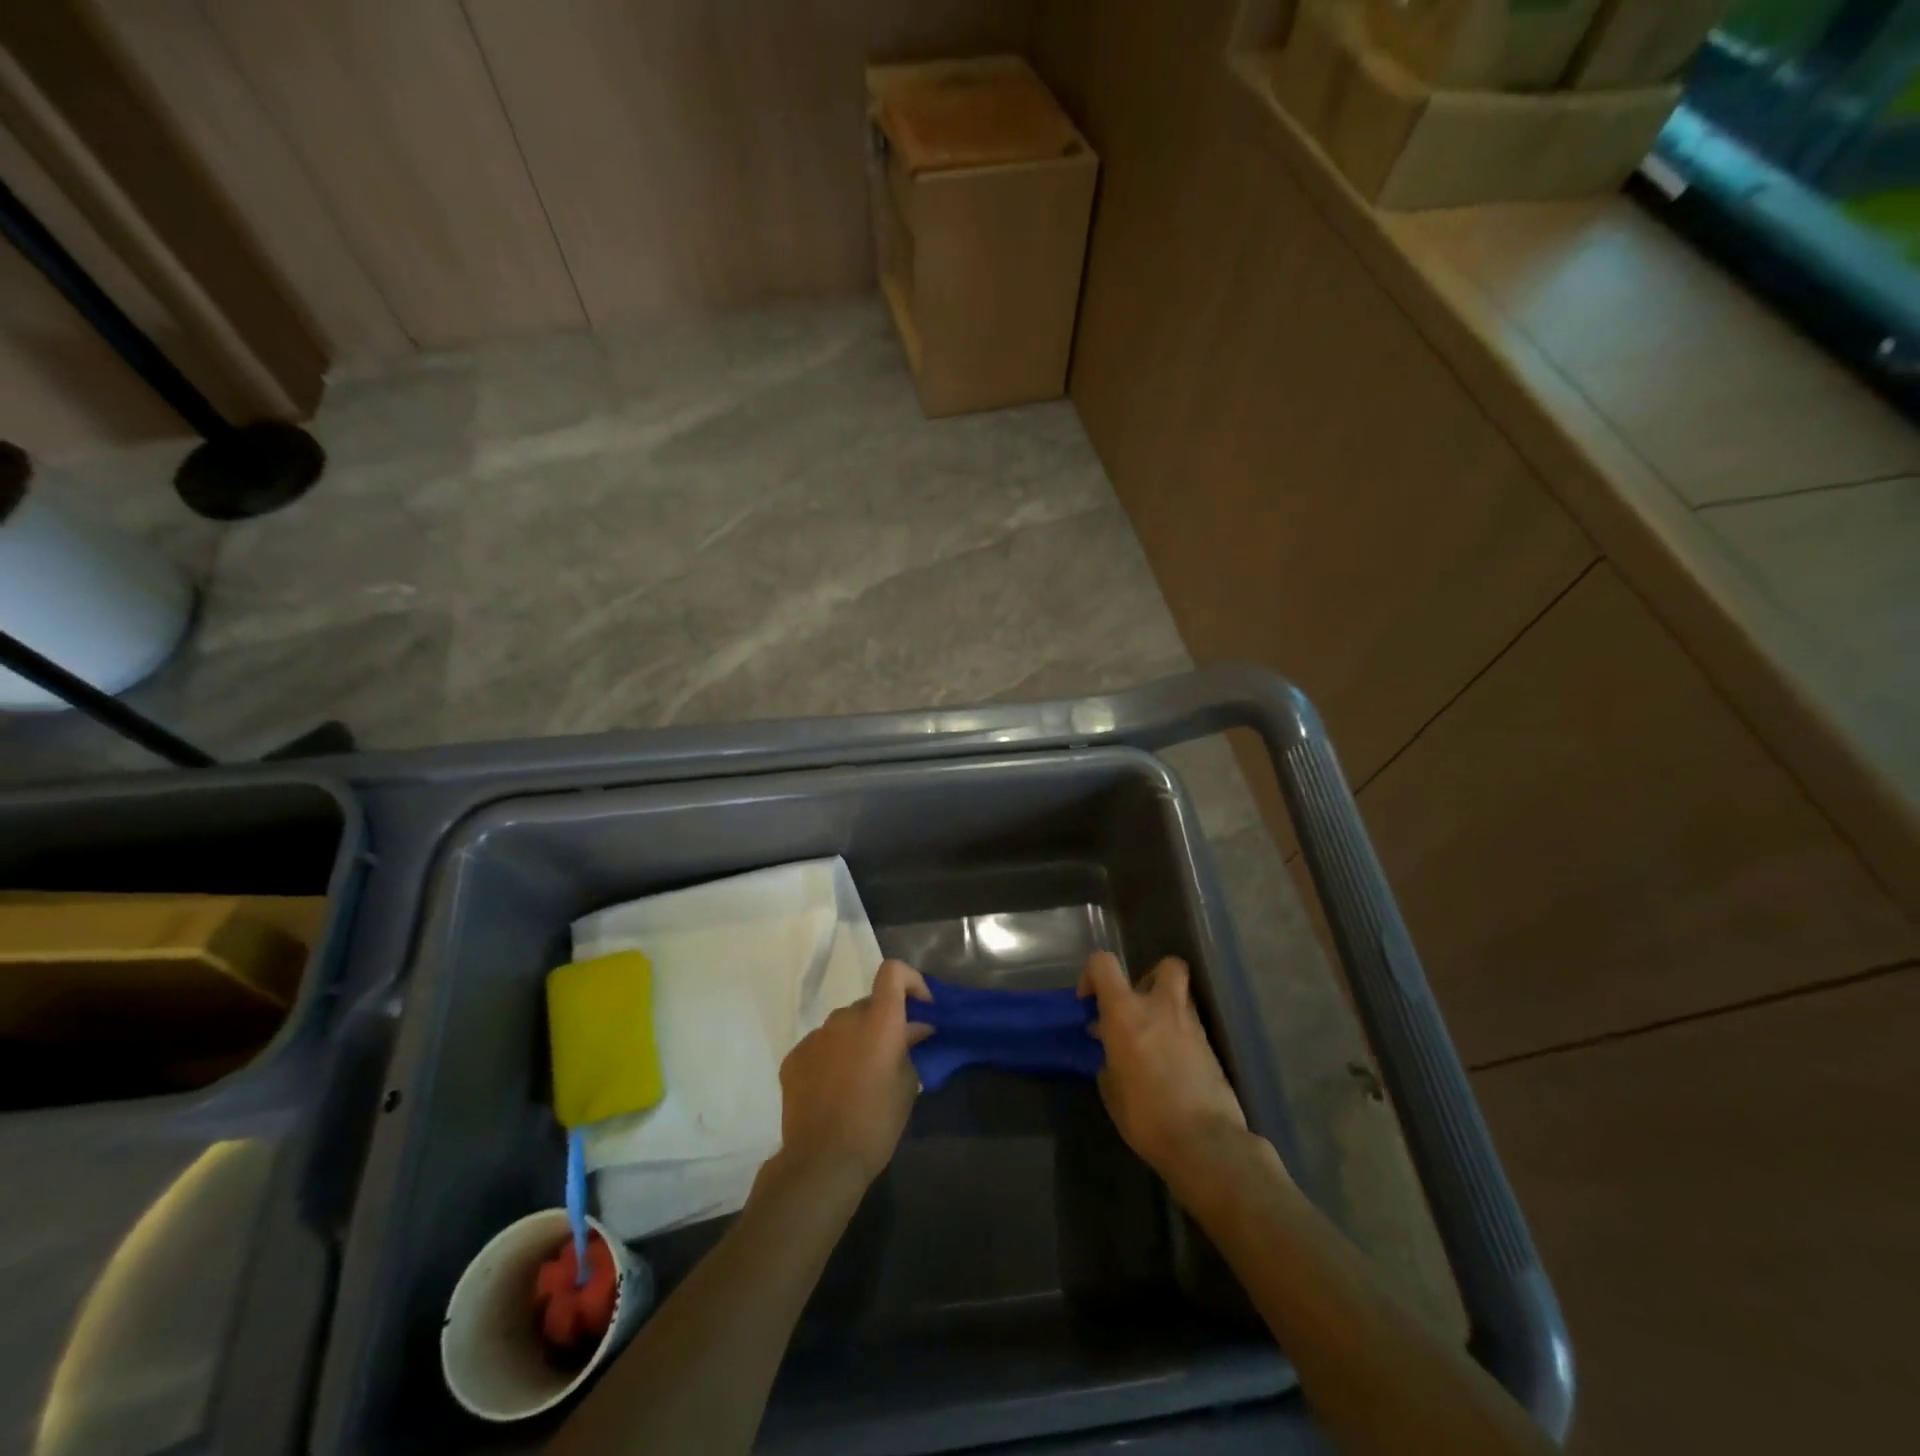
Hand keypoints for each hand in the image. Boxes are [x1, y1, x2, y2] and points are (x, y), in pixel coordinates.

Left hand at [774, 959, 932, 1185]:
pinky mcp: (794, 1057)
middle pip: (869, 1004)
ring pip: (844, 1025)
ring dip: (857, 1039)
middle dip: (884, 1021)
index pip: (893, 972)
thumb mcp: (907, 1086)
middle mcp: (845, 1018)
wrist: (821, 1161)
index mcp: (878, 1021)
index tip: (921, 1007)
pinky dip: (832, 1056)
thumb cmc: (875, 1124)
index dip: (910, 981)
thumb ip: (910, 1048)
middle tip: (893, 1053)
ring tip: (861, 1075)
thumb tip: (915, 1029)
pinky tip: (834, 1088)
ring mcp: (815, 1036)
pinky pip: (821, 1045)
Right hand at [1079, 952, 1247, 1178]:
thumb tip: (1113, 1053)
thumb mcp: (1111, 1089)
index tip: (1089, 1002)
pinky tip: (1171, 1066)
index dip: (1091, 975)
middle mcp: (1160, 1007)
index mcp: (1126, 1012)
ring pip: (1181, 996)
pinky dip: (1179, 1037)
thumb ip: (1109, 1059)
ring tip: (1153, 1041)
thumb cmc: (1145, 1115)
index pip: (1104, 964)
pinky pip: (1191, 1028)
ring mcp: (1191, 1025)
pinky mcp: (1212, 1047)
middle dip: (1150, 978)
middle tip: (1136, 1008)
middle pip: (1166, 965)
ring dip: (1165, 1010)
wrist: (1204, 1142)